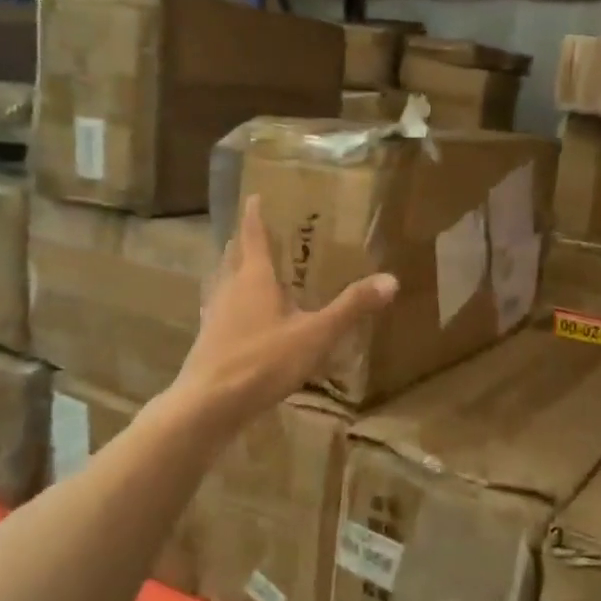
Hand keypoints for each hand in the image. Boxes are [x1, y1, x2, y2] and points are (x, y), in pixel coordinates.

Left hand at [169, 195, 396, 427]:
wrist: (208, 405)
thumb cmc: (263, 360)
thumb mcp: (315, 334)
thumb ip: (351, 307)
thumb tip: (391, 279)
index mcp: (254, 278)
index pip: (253, 235)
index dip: (255, 214)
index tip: (255, 195)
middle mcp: (230, 289)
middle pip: (234, 256)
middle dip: (244, 241)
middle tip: (260, 231)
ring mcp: (215, 315)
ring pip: (224, 282)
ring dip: (235, 270)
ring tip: (249, 268)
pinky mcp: (209, 340)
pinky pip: (222, 309)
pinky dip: (232, 302)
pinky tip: (241, 317)